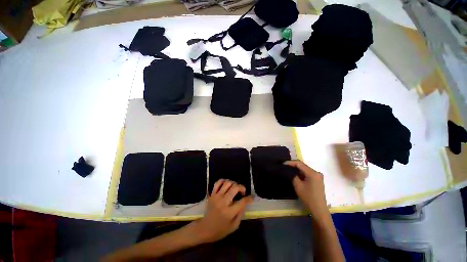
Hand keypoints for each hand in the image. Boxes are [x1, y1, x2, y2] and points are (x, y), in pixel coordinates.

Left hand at [192, 179, 253, 242]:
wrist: (204, 229)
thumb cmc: (220, 230)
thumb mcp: (234, 226)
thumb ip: (240, 214)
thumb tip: (245, 203)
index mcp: (229, 212)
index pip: (242, 202)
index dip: (249, 198)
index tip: (252, 197)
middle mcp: (223, 202)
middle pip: (235, 188)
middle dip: (241, 187)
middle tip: (243, 191)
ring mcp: (216, 197)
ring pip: (227, 183)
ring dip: (233, 183)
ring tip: (235, 188)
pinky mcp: (212, 194)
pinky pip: (217, 183)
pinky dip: (223, 181)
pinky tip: (226, 184)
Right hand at [284, 160, 330, 222]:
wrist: (319, 209)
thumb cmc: (308, 197)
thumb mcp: (298, 185)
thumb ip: (293, 175)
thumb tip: (288, 170)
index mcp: (312, 173)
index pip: (299, 164)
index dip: (290, 162)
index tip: (283, 163)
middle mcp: (316, 172)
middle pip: (303, 166)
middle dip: (293, 165)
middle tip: (284, 166)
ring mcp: (318, 176)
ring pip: (305, 169)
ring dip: (296, 169)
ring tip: (288, 169)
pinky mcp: (317, 180)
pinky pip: (307, 173)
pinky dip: (301, 173)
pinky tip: (295, 174)